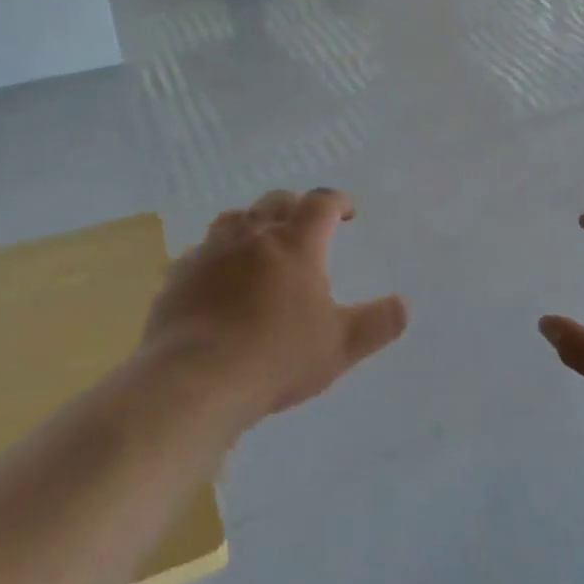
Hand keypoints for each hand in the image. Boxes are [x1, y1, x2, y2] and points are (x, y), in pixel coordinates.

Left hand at [142, 188, 408, 426]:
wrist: (194, 381)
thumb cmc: (277, 358)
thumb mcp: (341, 346)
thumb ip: (378, 323)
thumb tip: (404, 304)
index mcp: (296, 244)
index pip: (321, 204)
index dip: (338, 201)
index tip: (348, 211)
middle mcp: (252, 236)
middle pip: (276, 202)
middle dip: (296, 207)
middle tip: (307, 225)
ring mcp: (210, 252)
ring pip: (235, 219)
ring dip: (254, 223)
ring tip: (261, 242)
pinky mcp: (179, 275)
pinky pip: (201, 251)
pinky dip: (218, 254)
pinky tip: (219, 277)